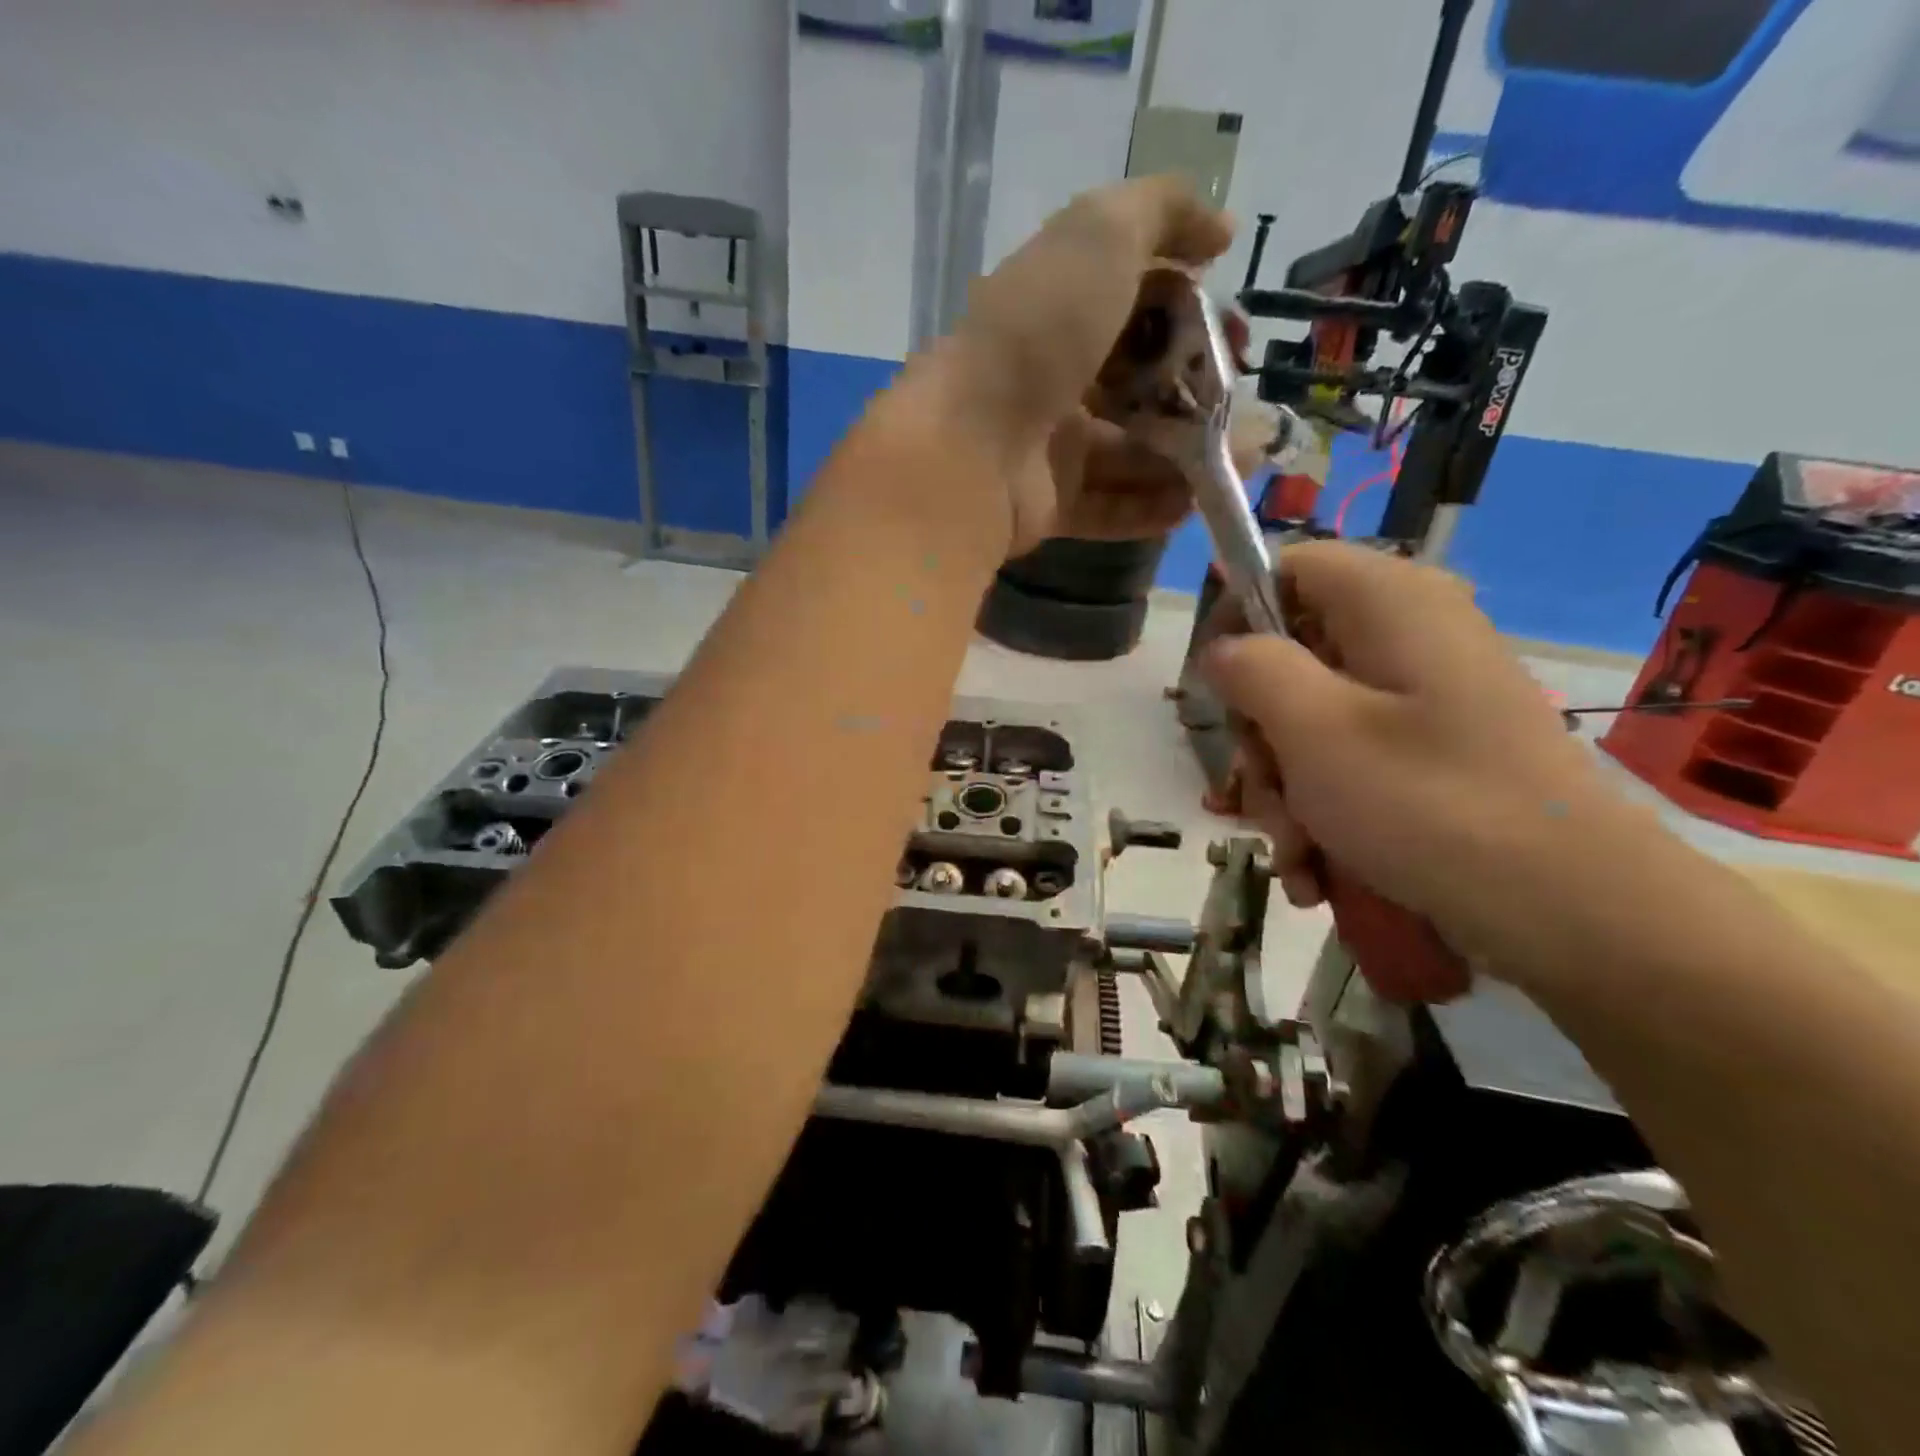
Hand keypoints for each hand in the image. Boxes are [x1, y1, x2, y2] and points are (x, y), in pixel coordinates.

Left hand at [925, 176, 1235, 557]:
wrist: (970, 443)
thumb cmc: (1037, 333)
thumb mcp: (1099, 237)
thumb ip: (1161, 212)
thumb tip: (1218, 229)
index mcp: (1059, 311)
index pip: (1137, 309)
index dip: (1191, 317)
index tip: (1237, 334)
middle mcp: (1053, 379)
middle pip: (1138, 387)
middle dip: (1198, 395)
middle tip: (1243, 409)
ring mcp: (1047, 448)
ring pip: (1129, 453)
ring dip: (1187, 458)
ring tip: (1239, 464)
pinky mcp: (1047, 507)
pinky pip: (1108, 508)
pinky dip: (1150, 507)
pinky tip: (1192, 504)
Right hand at [1199, 542, 1635, 971]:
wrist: (1571, 910)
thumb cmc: (1427, 802)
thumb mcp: (1312, 728)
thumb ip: (1252, 669)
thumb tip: (1223, 649)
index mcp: (1389, 602)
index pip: (1287, 566)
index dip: (1236, 615)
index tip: (1215, 686)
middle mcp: (1409, 636)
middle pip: (1292, 655)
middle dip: (1260, 733)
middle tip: (1263, 789)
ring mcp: (1425, 699)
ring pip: (1312, 720)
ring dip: (1284, 788)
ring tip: (1297, 853)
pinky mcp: (1435, 752)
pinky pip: (1351, 760)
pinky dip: (1323, 811)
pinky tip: (1318, 870)